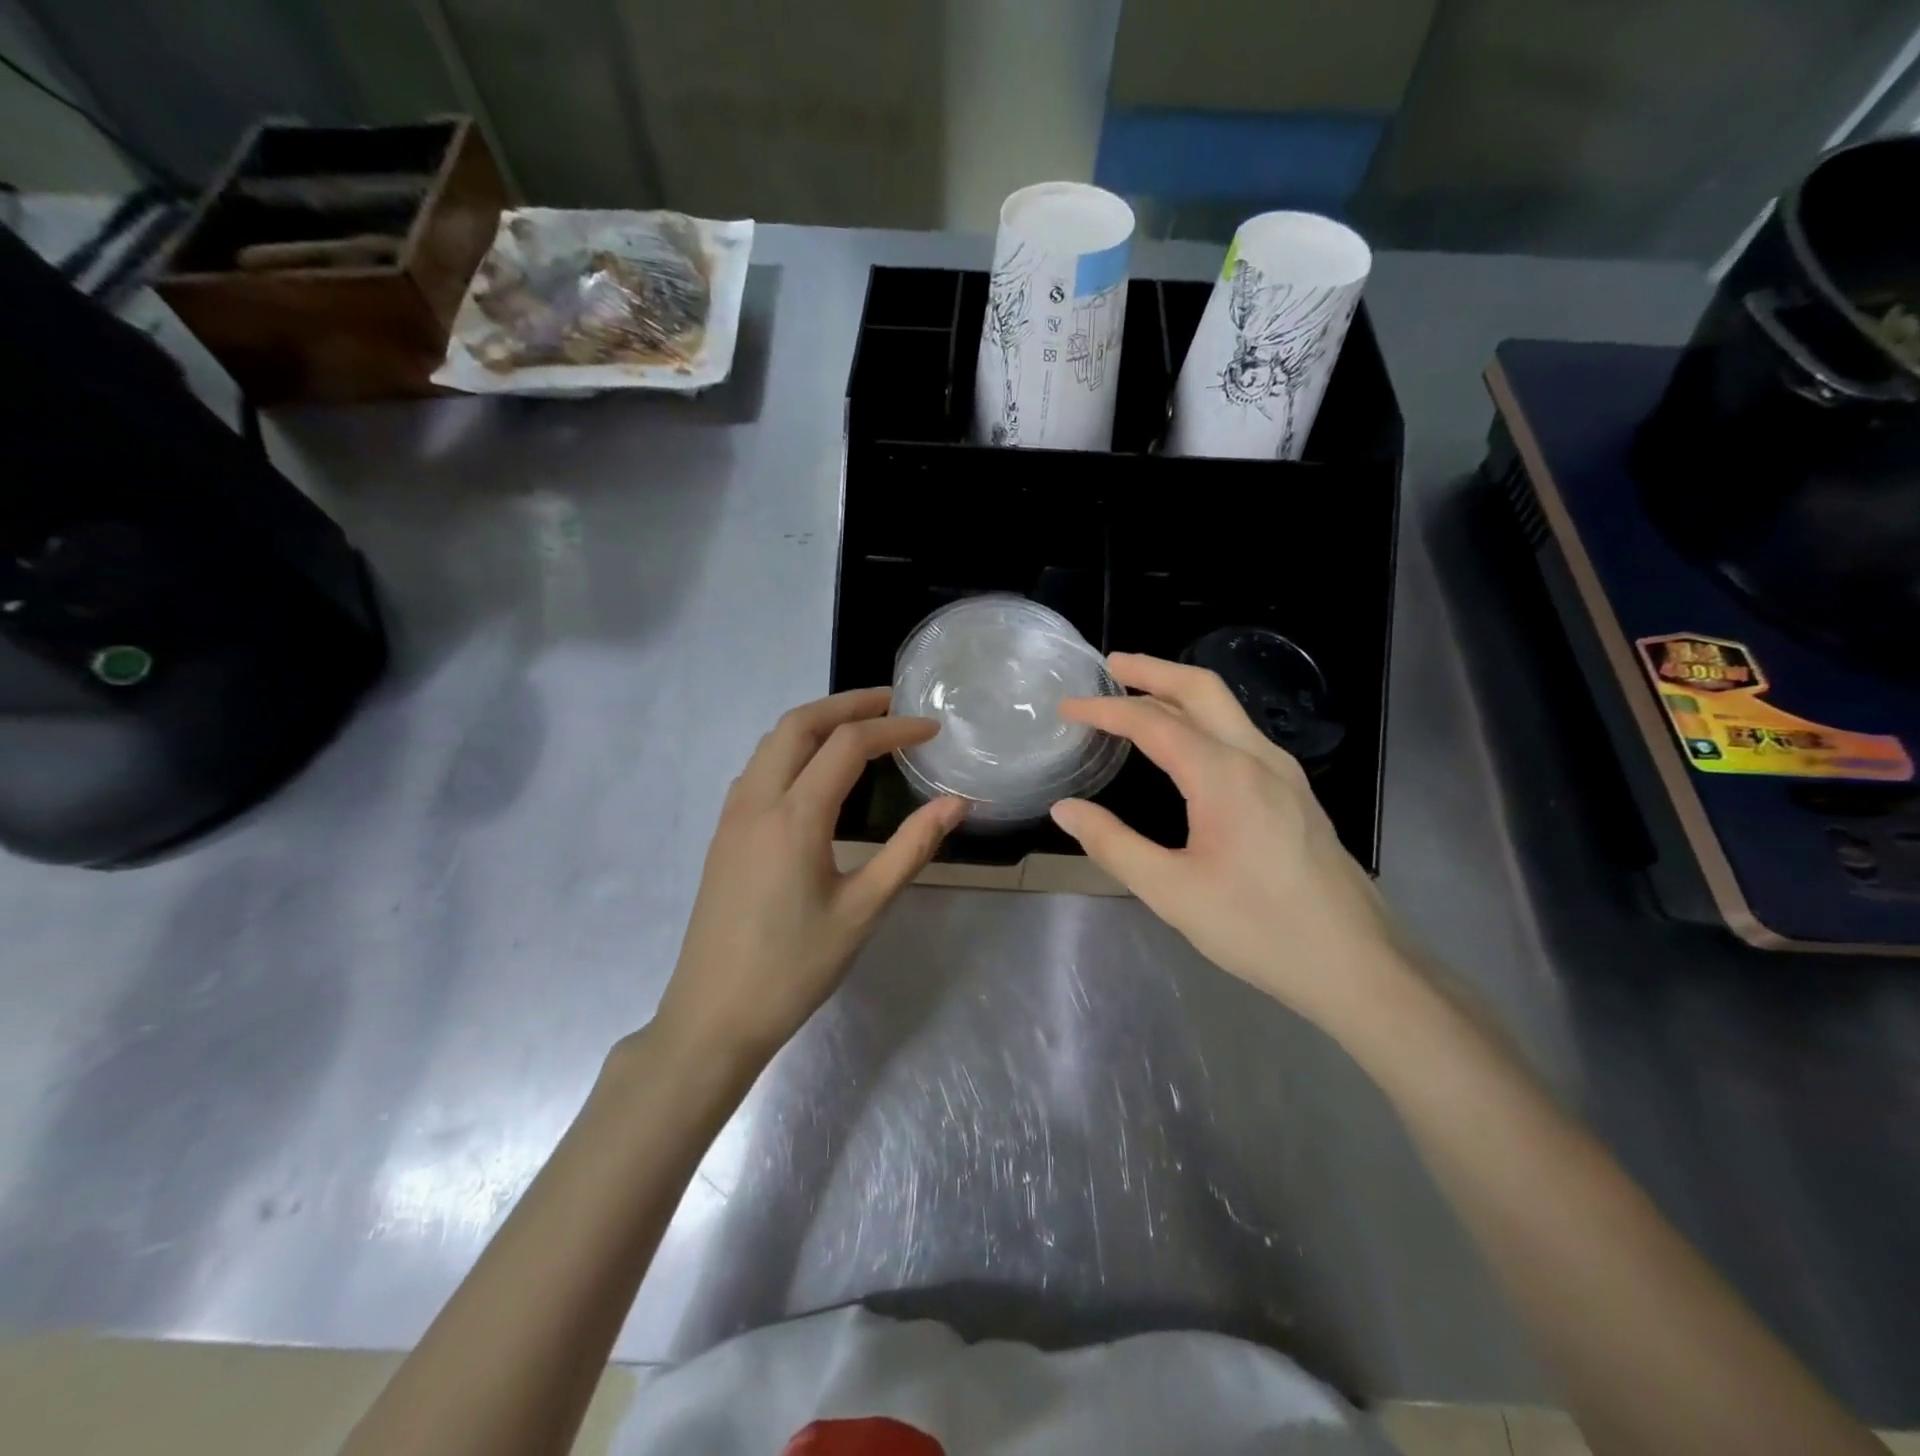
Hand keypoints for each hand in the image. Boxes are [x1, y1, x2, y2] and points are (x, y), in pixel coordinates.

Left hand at [655, 689, 965, 1063]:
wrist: (713, 1016)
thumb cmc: (794, 968)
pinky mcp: (723, 834)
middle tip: (891, 703)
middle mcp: (756, 801)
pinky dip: (792, 749)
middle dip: (847, 704)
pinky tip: (816, 773)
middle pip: (799, 724)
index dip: (893, 729)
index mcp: (794, 817)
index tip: (931, 729)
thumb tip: (955, 804)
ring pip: (772, 743)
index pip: (848, 746)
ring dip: (816, 723)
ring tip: (859, 729)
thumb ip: (911, 849)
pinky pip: (758, 768)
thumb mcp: (862, 910)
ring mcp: (732, 816)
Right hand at [1052, 653, 1403, 1031]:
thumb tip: (1066, 810)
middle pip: (1201, 689)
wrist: (1356, 964)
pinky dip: (1202, 718)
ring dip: (1179, 691)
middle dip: (1152, 670)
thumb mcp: (1171, 892)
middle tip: (1110, 665)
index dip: (1106, 710)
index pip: (1153, 722)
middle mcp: (1257, 758)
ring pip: (1226, 709)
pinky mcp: (1295, 791)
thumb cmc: (1259, 929)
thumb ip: (1113, 844)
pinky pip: (1240, 733)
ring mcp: (1283, 772)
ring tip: (1139, 695)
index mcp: (1224, 776)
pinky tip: (1186, 743)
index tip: (1067, 708)